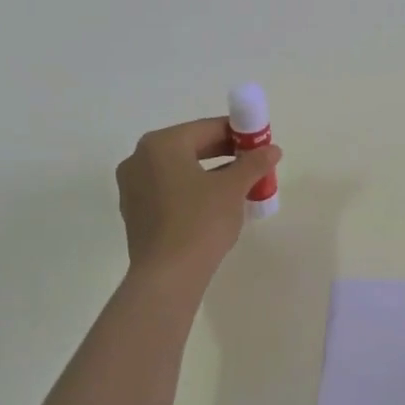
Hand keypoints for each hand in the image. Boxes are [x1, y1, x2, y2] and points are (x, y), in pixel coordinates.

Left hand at [115, 118, 281, 280]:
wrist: (168, 276)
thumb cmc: (200, 222)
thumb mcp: (233, 189)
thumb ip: (253, 163)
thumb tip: (272, 149)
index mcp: (161, 144)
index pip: (207, 128)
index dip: (238, 133)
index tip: (260, 144)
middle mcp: (139, 159)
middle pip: (191, 147)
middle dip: (224, 153)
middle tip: (253, 164)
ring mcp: (132, 187)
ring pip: (179, 170)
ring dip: (209, 173)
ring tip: (239, 186)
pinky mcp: (135, 212)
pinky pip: (169, 190)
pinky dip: (192, 191)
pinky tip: (214, 206)